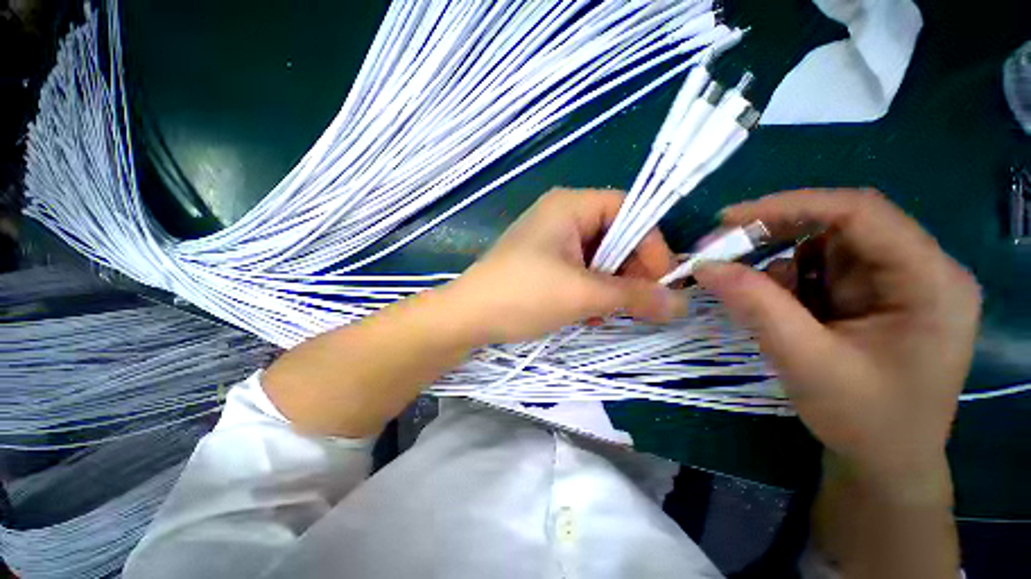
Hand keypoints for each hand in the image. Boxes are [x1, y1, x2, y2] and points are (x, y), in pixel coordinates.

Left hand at [444, 188, 681, 344]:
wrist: (468, 317)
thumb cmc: (523, 295)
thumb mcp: (583, 294)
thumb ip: (634, 297)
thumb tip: (681, 305)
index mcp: (570, 206)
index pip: (629, 210)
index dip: (651, 244)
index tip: (661, 282)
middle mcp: (561, 216)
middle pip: (615, 236)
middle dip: (629, 272)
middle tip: (634, 305)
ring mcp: (551, 241)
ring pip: (599, 258)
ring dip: (609, 287)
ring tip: (602, 313)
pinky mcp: (543, 263)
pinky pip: (581, 271)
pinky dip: (590, 291)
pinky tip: (584, 313)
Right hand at [694, 190, 980, 495]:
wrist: (884, 462)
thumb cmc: (863, 421)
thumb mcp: (806, 363)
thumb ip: (756, 307)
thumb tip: (704, 266)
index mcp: (931, 281)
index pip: (860, 212)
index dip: (789, 205)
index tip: (727, 219)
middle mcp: (920, 269)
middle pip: (839, 226)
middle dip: (775, 237)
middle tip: (723, 254)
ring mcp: (897, 281)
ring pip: (822, 249)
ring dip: (781, 271)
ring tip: (768, 311)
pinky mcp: (873, 295)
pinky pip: (819, 271)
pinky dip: (788, 286)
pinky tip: (785, 316)